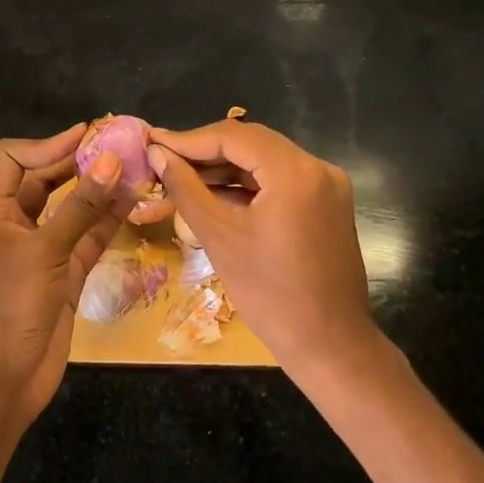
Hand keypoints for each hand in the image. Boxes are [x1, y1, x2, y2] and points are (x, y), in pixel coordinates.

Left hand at [0, 125, 131, 431]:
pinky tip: (136, 203)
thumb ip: (80, 207)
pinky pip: (90, 237)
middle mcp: (19, 223)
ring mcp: (45, 249)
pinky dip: (110, 220)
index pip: (15, 159)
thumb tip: (111, 159)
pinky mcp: (68, 274)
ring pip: (74, 207)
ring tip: (136, 168)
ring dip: (101, 189)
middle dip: (78, 162)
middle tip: (119, 146)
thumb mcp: (44, 252)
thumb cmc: (9, 309)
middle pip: (47, 179)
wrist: (1, 384)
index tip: (86, 136)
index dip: (47, 144)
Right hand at [147, 119, 374, 384]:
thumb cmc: (270, 295)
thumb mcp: (220, 237)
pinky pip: (280, 181)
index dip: (189, 139)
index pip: (233, 136)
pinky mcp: (327, 204)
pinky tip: (214, 195)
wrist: (330, 346)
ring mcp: (327, 185)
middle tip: (163, 159)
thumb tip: (158, 154)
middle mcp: (317, 167)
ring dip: (224, 169)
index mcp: (295, 171)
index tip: (152, 142)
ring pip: (264, 161)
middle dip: (205, 151)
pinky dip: (247, 186)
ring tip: (180, 178)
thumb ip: (186, 188)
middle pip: (251, 143)